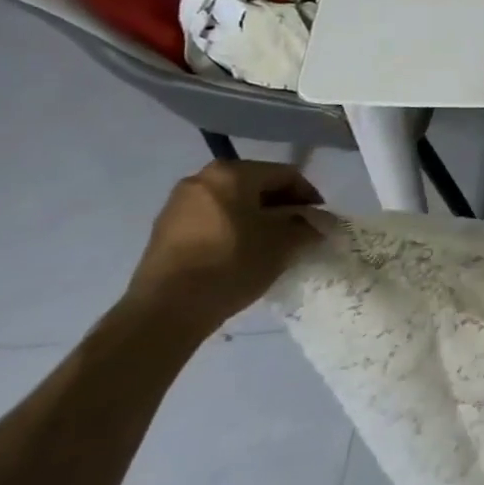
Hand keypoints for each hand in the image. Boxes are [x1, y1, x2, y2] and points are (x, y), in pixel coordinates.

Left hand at [124, 161, 322, 335]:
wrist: (164, 311)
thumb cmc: (231, 263)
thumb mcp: (283, 244)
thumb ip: (307, 226)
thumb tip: (318, 224)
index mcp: (232, 173)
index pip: (285, 175)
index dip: (309, 196)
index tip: (320, 220)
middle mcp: (202, 178)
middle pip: (256, 186)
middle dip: (281, 207)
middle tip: (297, 231)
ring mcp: (178, 205)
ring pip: (232, 204)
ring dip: (256, 219)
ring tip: (270, 245)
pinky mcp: (164, 231)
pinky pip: (210, 220)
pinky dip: (231, 230)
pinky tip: (240, 254)